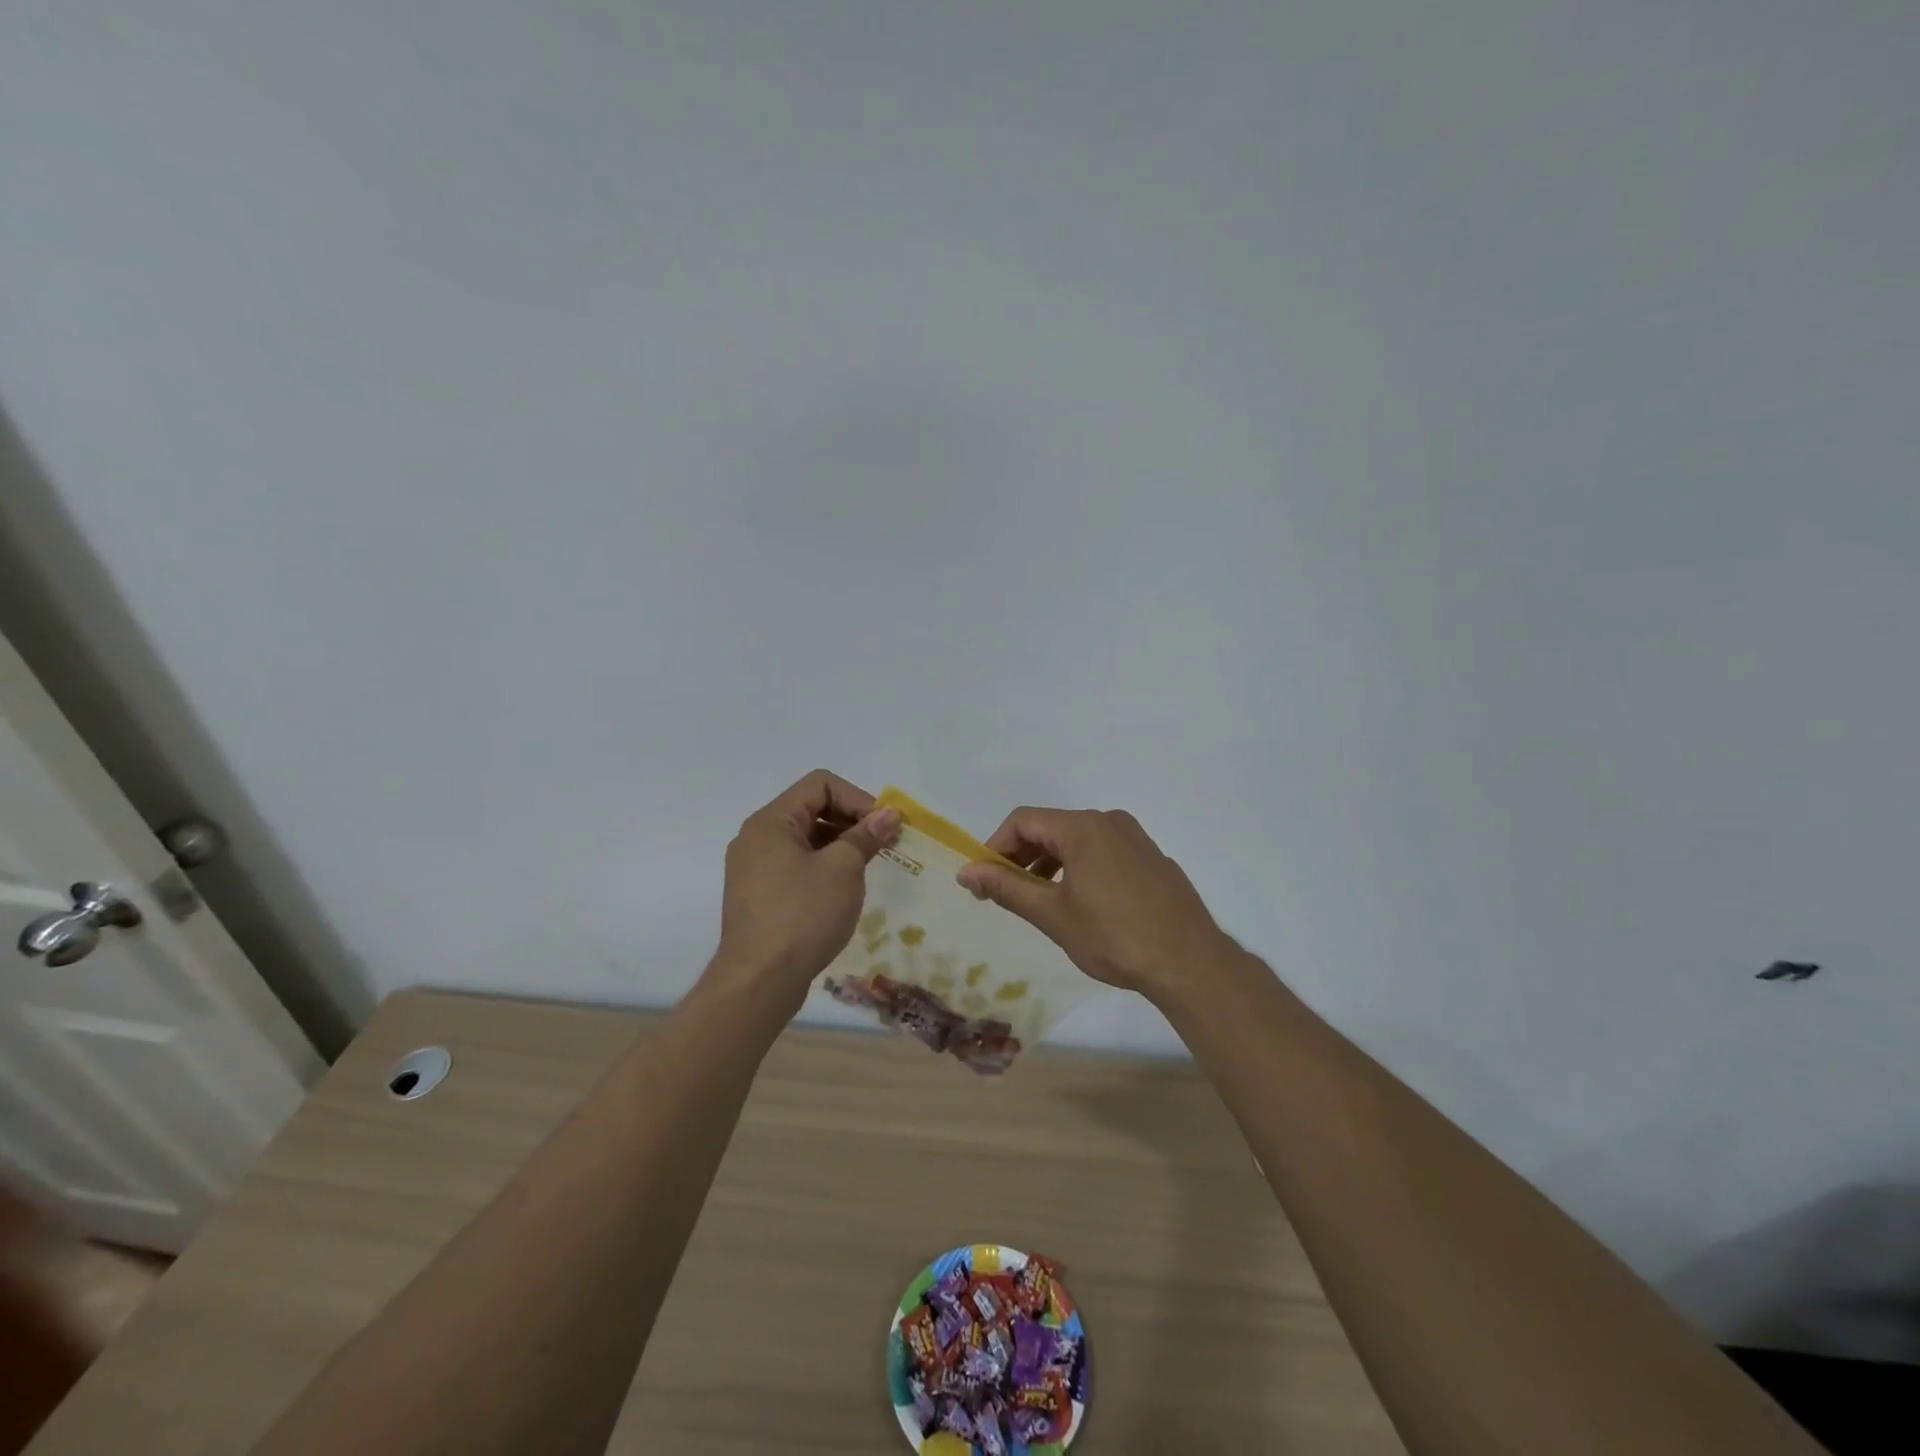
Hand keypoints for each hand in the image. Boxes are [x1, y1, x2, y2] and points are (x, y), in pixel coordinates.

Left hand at [711, 771, 900, 1000]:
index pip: (820, 783)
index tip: (883, 826)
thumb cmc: (803, 915)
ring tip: (866, 867)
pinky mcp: (758, 895)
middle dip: (851, 820)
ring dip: (839, 844)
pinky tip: (842, 890)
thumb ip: (865, 836)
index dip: (857, 798)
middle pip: (811, 808)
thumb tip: (888, 815)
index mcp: (771, 821)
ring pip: (804, 838)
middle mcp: (756, 837)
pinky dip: (822, 866)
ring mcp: (753, 868)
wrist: (759, 981)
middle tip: (882, 845)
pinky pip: (794, 864)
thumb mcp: (843, 870)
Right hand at [956, 807, 1230, 1001]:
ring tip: (1041, 900)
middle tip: (1007, 893)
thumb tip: (965, 871)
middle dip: (1022, 856)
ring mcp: (1135, 838)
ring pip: (1078, 840)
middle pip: (1050, 827)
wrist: (1189, 962)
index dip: (995, 846)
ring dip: (1050, 863)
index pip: (1022, 821)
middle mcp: (1109, 822)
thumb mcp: (1052, 914)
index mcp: (1082, 828)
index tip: (984, 881)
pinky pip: (1104, 851)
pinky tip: (1083, 903)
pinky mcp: (1152, 858)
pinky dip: (1080, 867)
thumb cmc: (1113, 937)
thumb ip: (1006, 888)